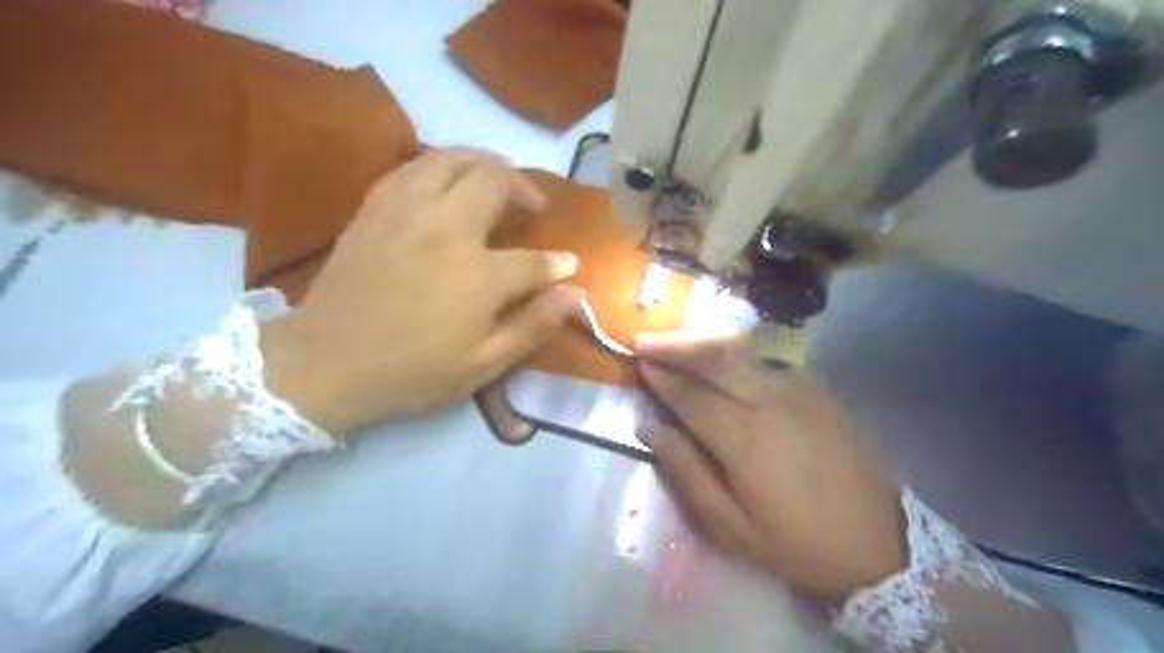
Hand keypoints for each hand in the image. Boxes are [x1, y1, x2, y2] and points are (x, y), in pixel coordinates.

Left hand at [263, 151, 581, 434]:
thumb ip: (534, 325)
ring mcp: (406, 211)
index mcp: (478, 274)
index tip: (568, 264)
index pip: (534, 260)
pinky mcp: (375, 207)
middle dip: (524, 188)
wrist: (326, 364)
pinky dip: (443, 166)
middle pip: (495, 181)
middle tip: (533, 206)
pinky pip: (415, 167)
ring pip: (453, 158)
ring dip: (486, 163)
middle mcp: (446, 229)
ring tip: (499, 181)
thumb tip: (574, 294)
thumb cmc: (412, 371)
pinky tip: (449, 184)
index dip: (557, 263)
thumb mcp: (484, 364)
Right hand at [636, 333, 908, 603]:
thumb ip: (688, 473)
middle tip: (646, 339)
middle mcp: (771, 401)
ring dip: (704, 339)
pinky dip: (737, 350)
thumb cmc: (798, 543)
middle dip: (675, 344)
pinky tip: (723, 358)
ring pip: (742, 348)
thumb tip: (651, 430)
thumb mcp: (732, 528)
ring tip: (676, 341)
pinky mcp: (818, 388)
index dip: (661, 376)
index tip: (638, 362)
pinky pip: (768, 357)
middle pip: (715, 357)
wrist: (880, 541)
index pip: (691, 395)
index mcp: (746, 439)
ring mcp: (800, 389)